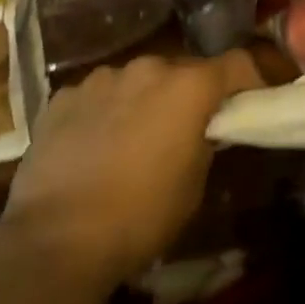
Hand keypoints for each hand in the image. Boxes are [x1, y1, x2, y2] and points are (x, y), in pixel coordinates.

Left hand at [0, 51, 262, 288]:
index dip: (249, 81)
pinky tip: (94, 147)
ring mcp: (100, 79)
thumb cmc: (141, 215)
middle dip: (189, 94)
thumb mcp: (194, 183)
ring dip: (144, 100)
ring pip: (137, 81)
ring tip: (134, 139)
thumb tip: (203, 129)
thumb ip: (205, 141)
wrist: (55, 240)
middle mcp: (148, 68)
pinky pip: (98, 96)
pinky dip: (105, 112)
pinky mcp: (62, 97)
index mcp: (189, 86)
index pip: (237, 63)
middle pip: (182, 70)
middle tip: (187, 128)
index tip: (249, 103)